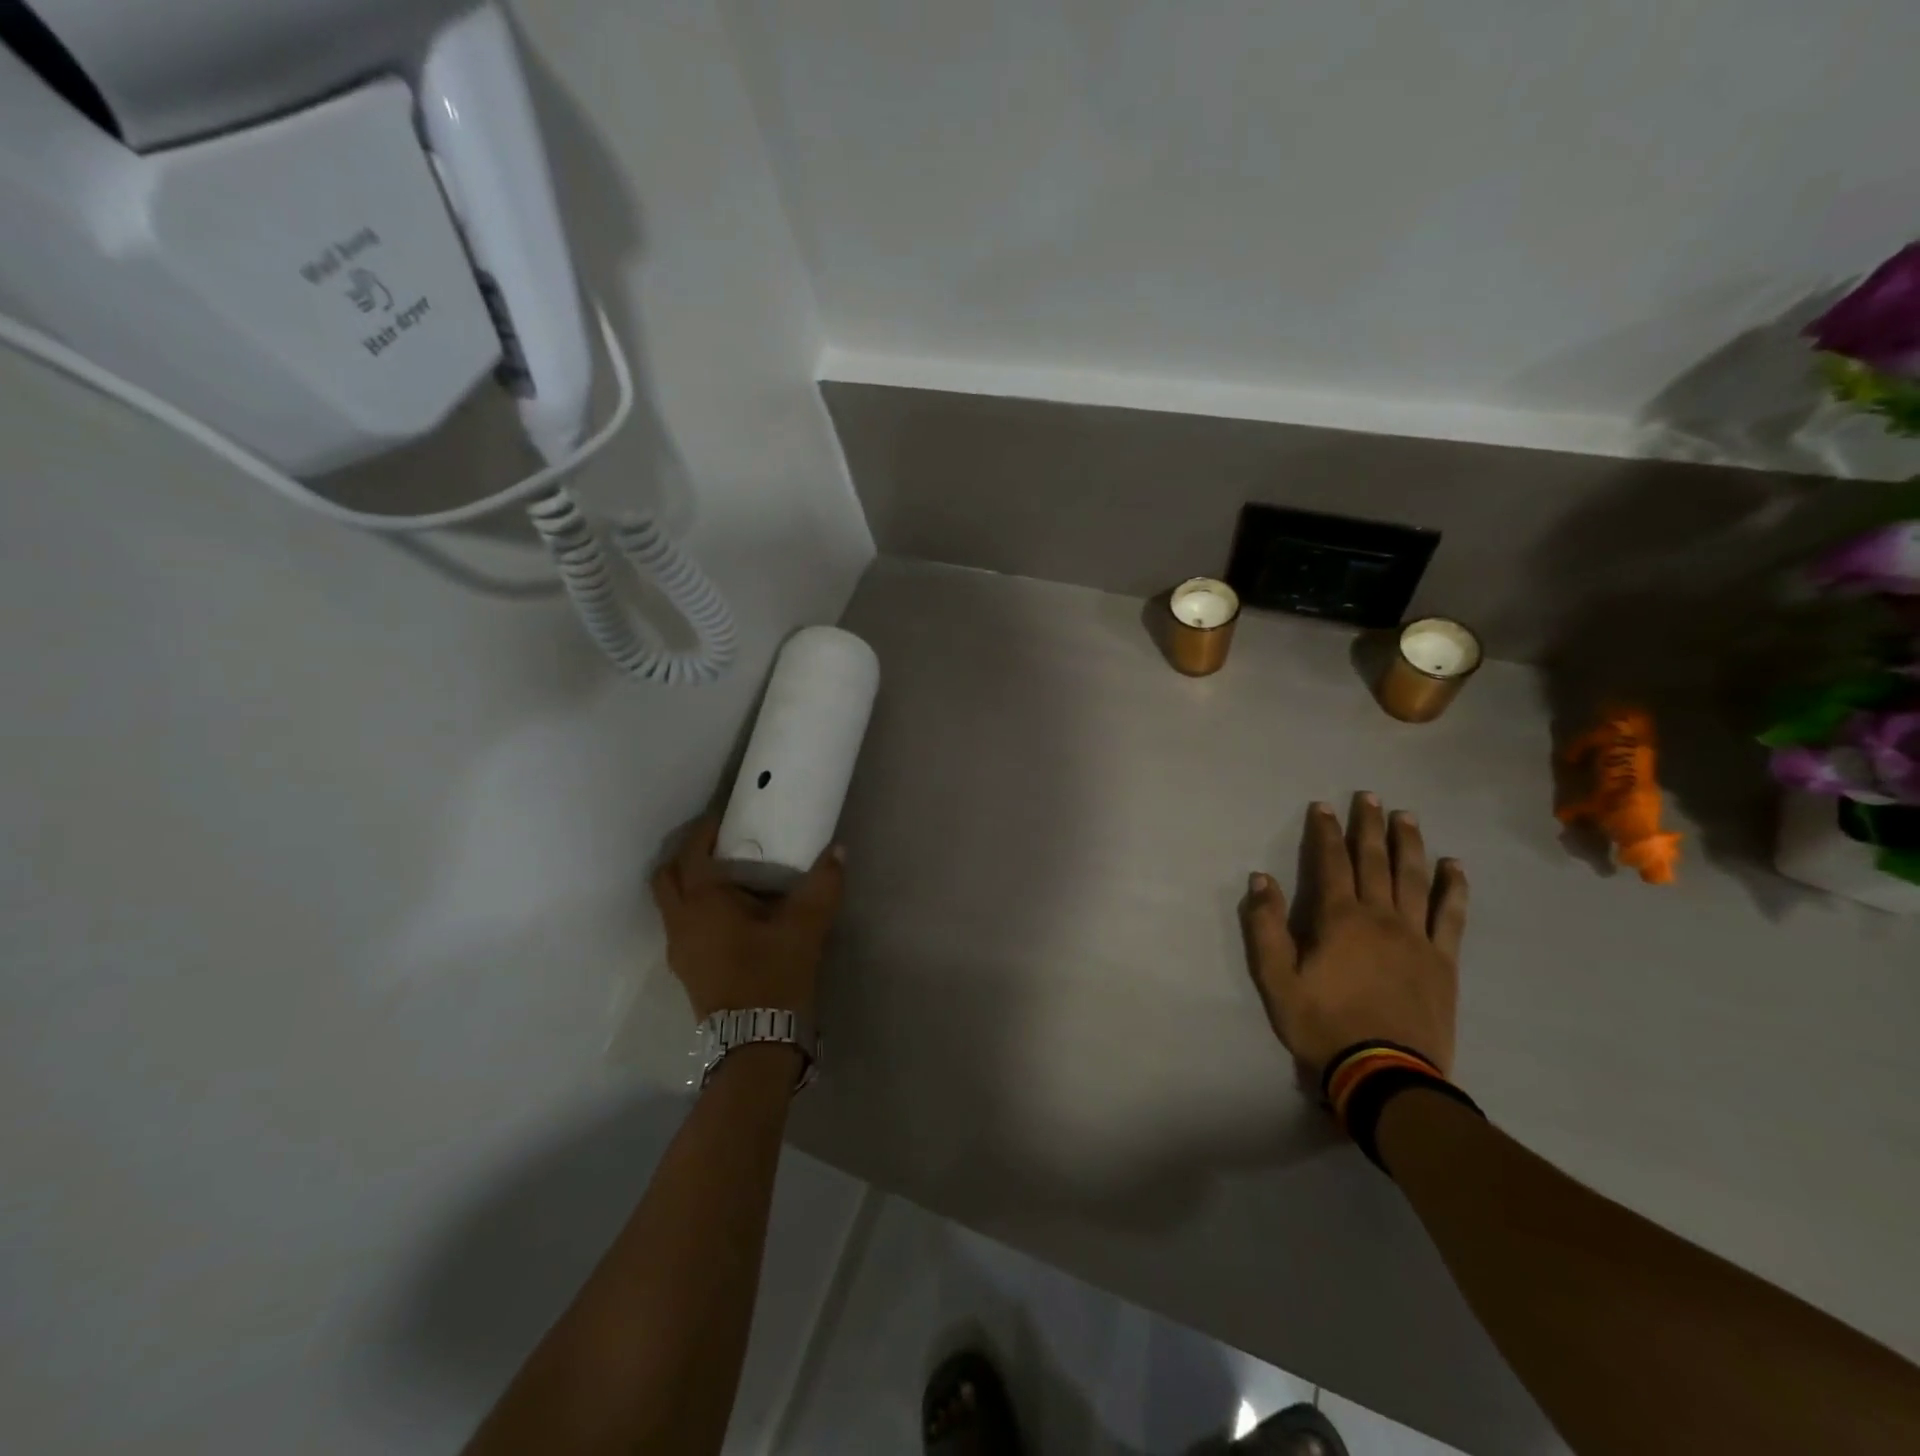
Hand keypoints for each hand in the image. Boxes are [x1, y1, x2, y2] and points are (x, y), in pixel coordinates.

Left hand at [650, 818, 844, 1020]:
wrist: (756, 1044)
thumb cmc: (774, 976)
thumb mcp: (806, 927)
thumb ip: (823, 884)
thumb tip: (838, 850)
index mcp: (703, 903)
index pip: (692, 853)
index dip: (705, 831)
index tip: (725, 817)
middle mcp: (680, 922)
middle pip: (667, 877)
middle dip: (688, 855)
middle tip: (720, 846)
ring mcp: (679, 950)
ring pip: (671, 903)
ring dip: (690, 884)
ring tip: (730, 879)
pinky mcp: (687, 970)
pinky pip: (681, 925)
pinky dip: (696, 909)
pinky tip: (731, 916)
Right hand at [1240, 793, 1467, 1078]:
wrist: (1385, 1074)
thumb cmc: (1323, 1024)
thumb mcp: (1276, 978)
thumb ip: (1265, 926)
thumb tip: (1261, 879)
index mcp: (1340, 919)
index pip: (1331, 862)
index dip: (1326, 832)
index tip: (1323, 806)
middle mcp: (1381, 916)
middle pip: (1375, 861)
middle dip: (1369, 826)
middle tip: (1370, 796)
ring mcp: (1417, 937)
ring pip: (1414, 879)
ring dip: (1409, 844)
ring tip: (1407, 817)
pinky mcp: (1443, 961)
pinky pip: (1451, 916)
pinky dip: (1453, 888)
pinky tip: (1454, 867)